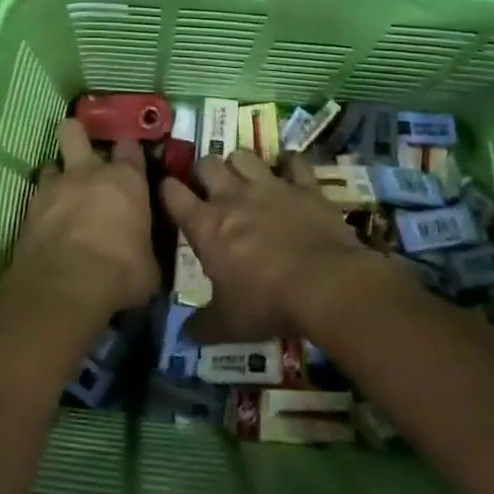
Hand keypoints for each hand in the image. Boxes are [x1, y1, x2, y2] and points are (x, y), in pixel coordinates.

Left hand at [6, 119, 159, 318]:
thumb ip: (146, 247)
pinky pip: (36, 195)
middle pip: (75, 131)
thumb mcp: (149, 267)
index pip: (130, 146)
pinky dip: (42, 205)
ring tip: (62, 191)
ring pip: (50, 162)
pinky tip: (47, 221)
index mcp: (126, 180)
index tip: (131, 160)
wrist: (64, 288)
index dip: (129, 150)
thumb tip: (146, 253)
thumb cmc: (120, 273)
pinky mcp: (28, 209)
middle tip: (82, 151)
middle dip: (77, 134)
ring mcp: (54, 187)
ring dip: (57, 174)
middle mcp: (88, 172)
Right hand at [161, 150, 388, 342]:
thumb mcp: (228, 324)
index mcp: (206, 225)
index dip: (167, 190)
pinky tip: (292, 170)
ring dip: (241, 164)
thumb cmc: (267, 303)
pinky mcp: (305, 187)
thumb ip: (202, 326)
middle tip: (210, 189)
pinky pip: (295, 162)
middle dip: (204, 172)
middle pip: (207, 163)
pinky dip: (292, 164)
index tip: (168, 195)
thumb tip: (184, 337)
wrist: (326, 285)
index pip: (172, 194)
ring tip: (245, 179)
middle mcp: (233, 197)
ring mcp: (270, 186)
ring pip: (245, 155)